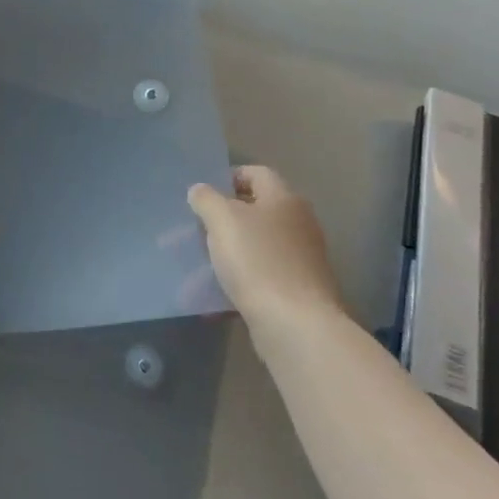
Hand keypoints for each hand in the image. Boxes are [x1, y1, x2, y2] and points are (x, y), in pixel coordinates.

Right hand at [187, 166, 342, 326]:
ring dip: (230, 251)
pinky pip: (263, 275)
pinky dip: (241, 280)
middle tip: (197, 229)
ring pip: (257, 245)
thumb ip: (206, 199)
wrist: (296, 325)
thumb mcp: (221, 220)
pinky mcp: (300, 290)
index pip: (255, 173)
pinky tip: (217, 295)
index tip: (203, 194)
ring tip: (201, 264)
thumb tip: (200, 191)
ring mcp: (302, 258)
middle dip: (224, 218)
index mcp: (284, 198)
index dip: (228, 177)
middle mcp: (299, 223)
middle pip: (256, 210)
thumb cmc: (257, 260)